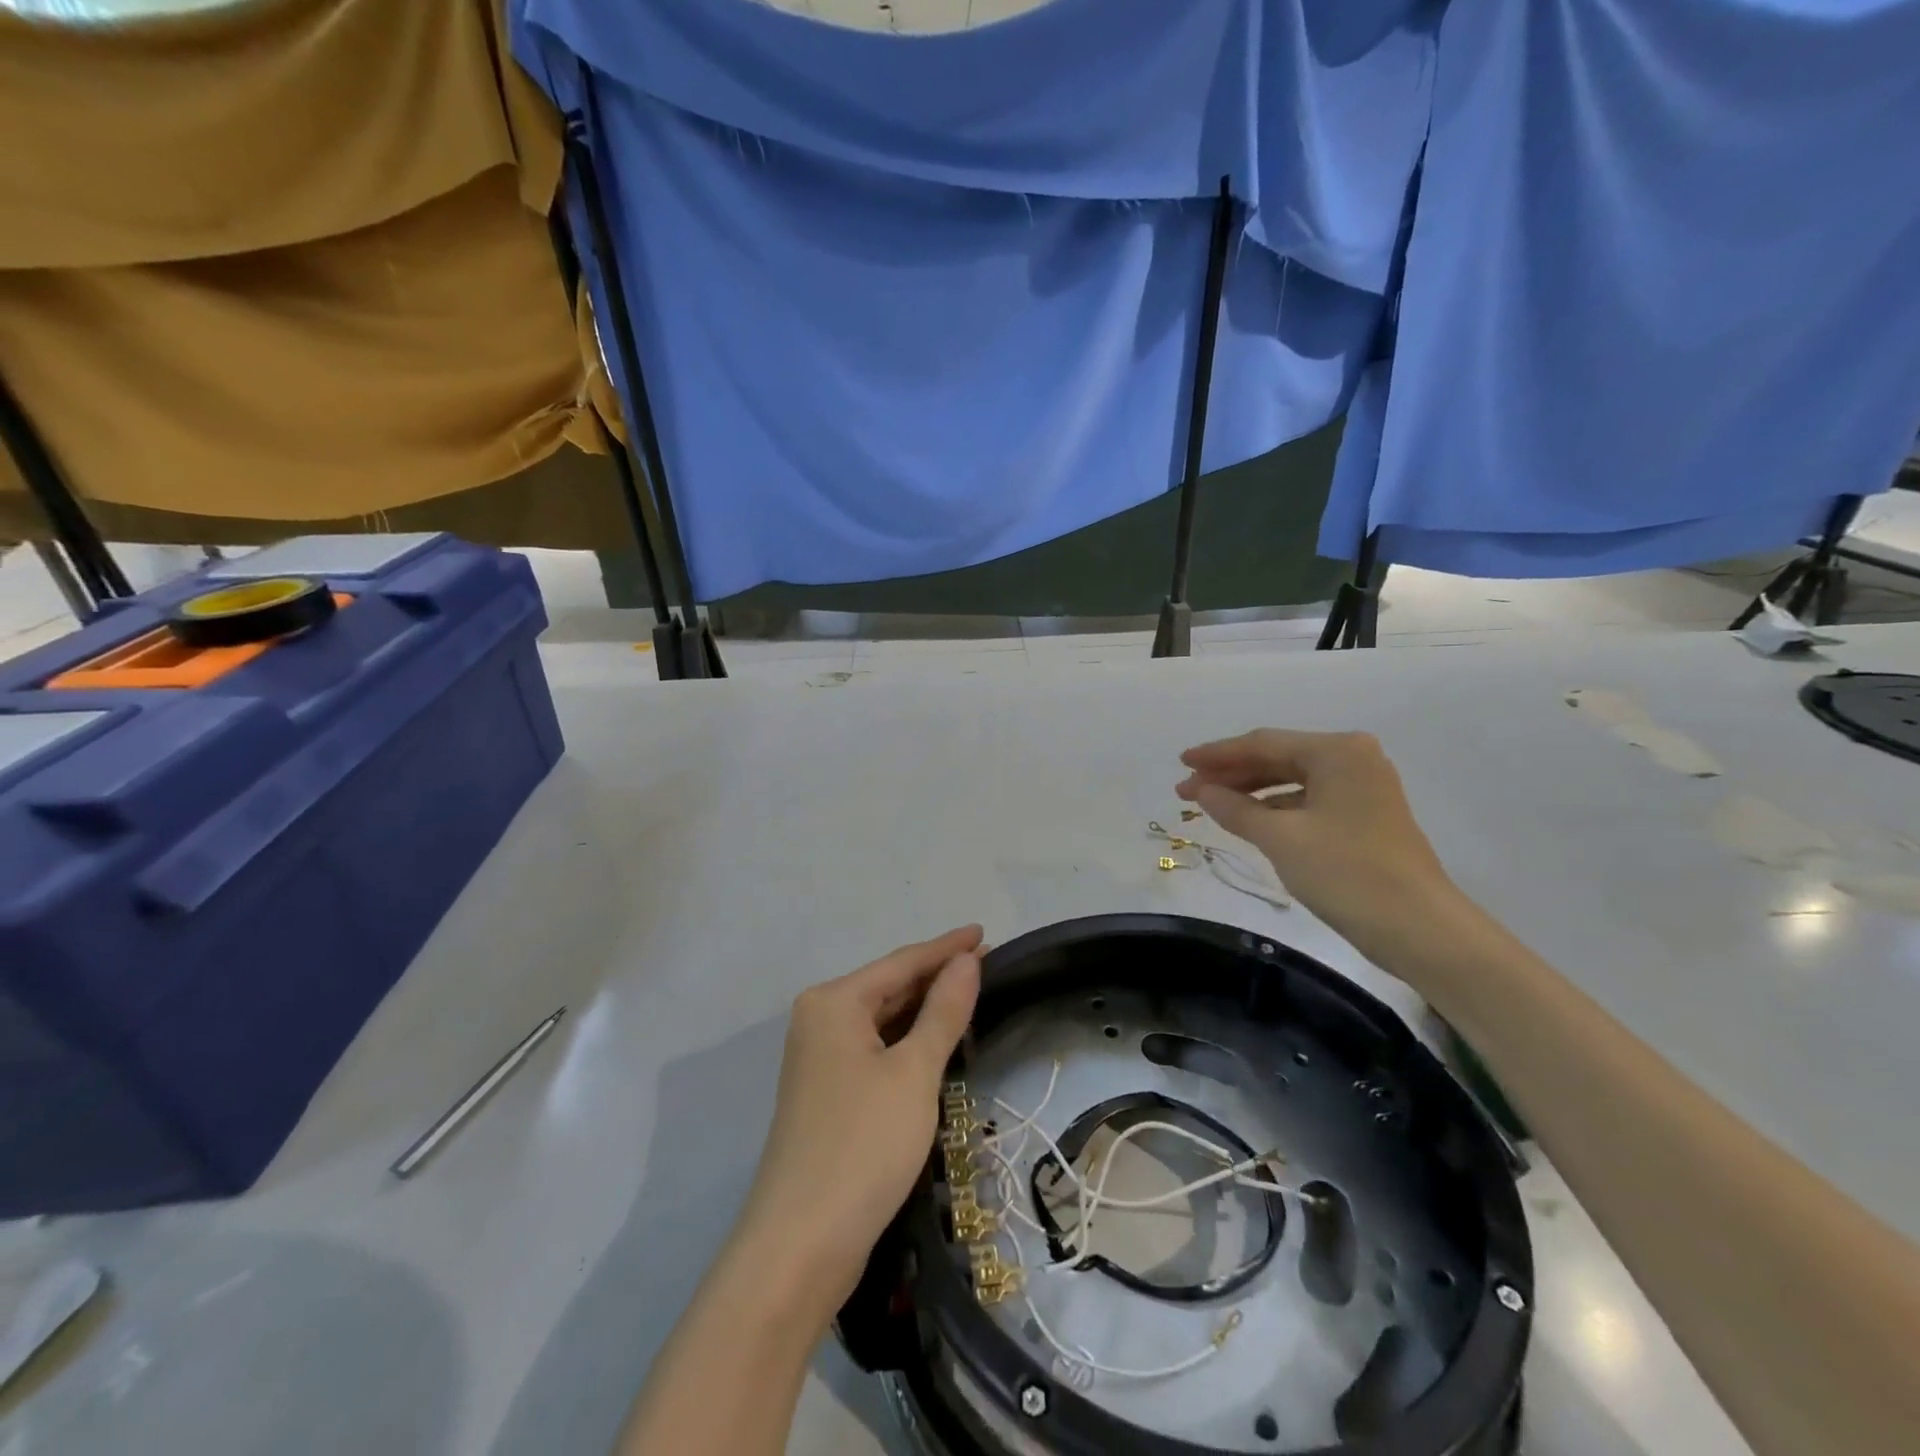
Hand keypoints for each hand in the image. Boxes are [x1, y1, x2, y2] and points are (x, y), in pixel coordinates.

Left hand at [735, 927, 983, 1315]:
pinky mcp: (829, 1093)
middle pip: (889, 986)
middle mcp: (820, 1020)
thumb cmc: (863, 1144)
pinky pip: (876, 1049)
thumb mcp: (914, 1072)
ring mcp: (820, 1059)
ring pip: (883, 1020)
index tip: (985, 933)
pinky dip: (908, 1041)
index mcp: (833, 1002)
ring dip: (925, 1009)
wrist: (801, 1245)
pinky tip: (937, 1040)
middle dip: (937, 976)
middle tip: (989, 966)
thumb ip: (943, 1011)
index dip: (946, 948)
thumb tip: (966, 961)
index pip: (902, 961)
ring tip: (972, 995)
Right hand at [1177, 730, 1466, 970]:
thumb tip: (1201, 791)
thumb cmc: (1346, 873)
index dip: (1217, 754)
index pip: (1263, 743)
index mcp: (1337, 751)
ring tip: (1209, 805)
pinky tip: (1248, 820)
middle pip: (1277, 757)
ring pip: (1291, 780)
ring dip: (1249, 791)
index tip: (1180, 763)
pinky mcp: (1364, 816)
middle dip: (1230, 774)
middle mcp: (1353, 759)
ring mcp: (1362, 787)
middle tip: (1186, 790)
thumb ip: (1235, 809)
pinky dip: (1275, 808)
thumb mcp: (1280, 839)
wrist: (1419, 929)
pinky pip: (1307, 800)